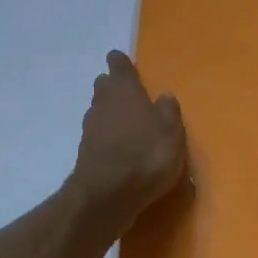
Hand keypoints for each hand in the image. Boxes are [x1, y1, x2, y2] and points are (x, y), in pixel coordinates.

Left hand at [70, 51, 187, 227]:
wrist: (107, 195)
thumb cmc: (146, 155)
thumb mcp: (172, 132)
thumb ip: (168, 111)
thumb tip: (164, 97)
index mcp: (125, 90)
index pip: (118, 65)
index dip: (121, 63)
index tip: (123, 62)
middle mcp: (103, 103)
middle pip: (104, 86)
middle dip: (113, 87)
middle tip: (130, 96)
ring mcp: (90, 128)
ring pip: (99, 111)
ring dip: (110, 114)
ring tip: (127, 124)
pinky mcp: (85, 153)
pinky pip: (98, 136)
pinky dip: (107, 137)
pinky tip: (119, 149)